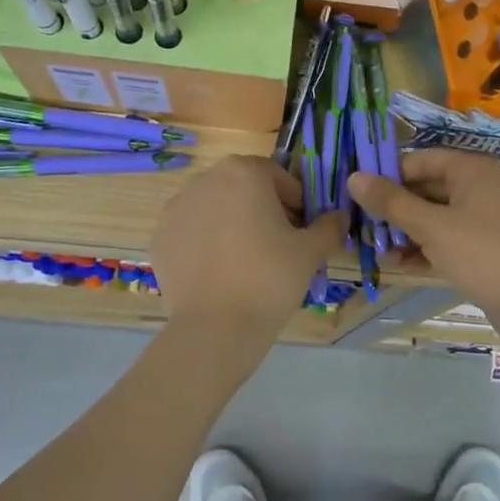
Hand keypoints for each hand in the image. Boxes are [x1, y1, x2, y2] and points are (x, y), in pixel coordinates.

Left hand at [152, 155, 343, 339]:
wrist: (215, 328)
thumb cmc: (269, 279)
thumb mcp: (311, 252)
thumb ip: (329, 227)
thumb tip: (339, 217)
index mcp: (243, 172)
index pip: (278, 176)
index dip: (295, 202)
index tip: (302, 230)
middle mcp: (205, 180)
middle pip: (243, 187)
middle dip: (262, 209)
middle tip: (277, 245)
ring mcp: (176, 208)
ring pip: (215, 207)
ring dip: (232, 222)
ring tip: (245, 261)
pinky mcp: (160, 236)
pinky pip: (191, 231)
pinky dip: (206, 242)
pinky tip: (219, 272)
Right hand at [349, 150, 499, 340]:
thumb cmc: (482, 253)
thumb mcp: (430, 226)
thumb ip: (391, 202)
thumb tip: (353, 177)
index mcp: (470, 168)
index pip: (417, 161)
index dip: (385, 176)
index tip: (354, 195)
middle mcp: (478, 186)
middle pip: (424, 189)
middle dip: (392, 209)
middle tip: (358, 226)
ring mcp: (482, 218)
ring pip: (432, 217)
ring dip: (404, 232)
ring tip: (372, 249)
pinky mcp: (482, 247)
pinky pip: (444, 239)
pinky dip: (422, 248)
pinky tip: (396, 264)